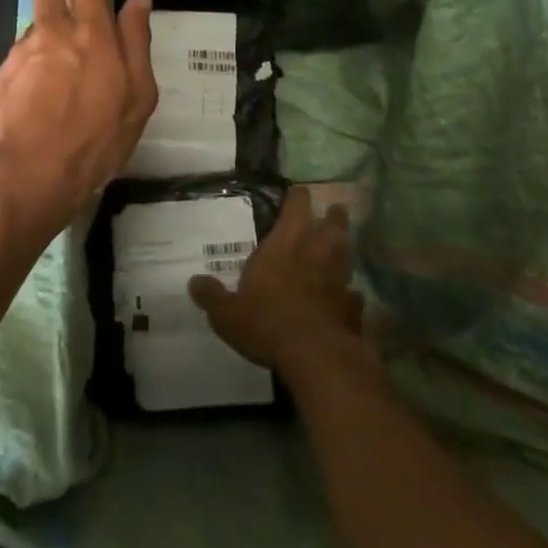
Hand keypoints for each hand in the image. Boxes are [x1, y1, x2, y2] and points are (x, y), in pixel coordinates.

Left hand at [0, 0, 157, 227]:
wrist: (34, 174)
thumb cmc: (97, 139)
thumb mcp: (138, 96)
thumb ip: (137, 41)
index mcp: (92, 32)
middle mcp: (53, 30)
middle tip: (75, 25)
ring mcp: (23, 50)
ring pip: (35, 21)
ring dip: (49, 34)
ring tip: (61, 79)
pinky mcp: (3, 71)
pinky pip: (23, 54)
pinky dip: (35, 65)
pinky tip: (43, 101)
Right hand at [189, 187, 363, 375]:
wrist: (316, 356)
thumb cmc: (266, 323)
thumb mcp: (227, 313)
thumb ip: (212, 296)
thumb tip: (194, 282)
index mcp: (283, 247)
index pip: (295, 210)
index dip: (298, 198)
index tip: (300, 190)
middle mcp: (315, 256)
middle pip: (331, 227)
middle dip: (333, 216)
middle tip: (337, 208)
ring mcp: (338, 282)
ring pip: (346, 255)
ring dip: (345, 248)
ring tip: (343, 244)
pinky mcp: (352, 309)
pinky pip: (354, 295)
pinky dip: (351, 293)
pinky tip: (350, 296)